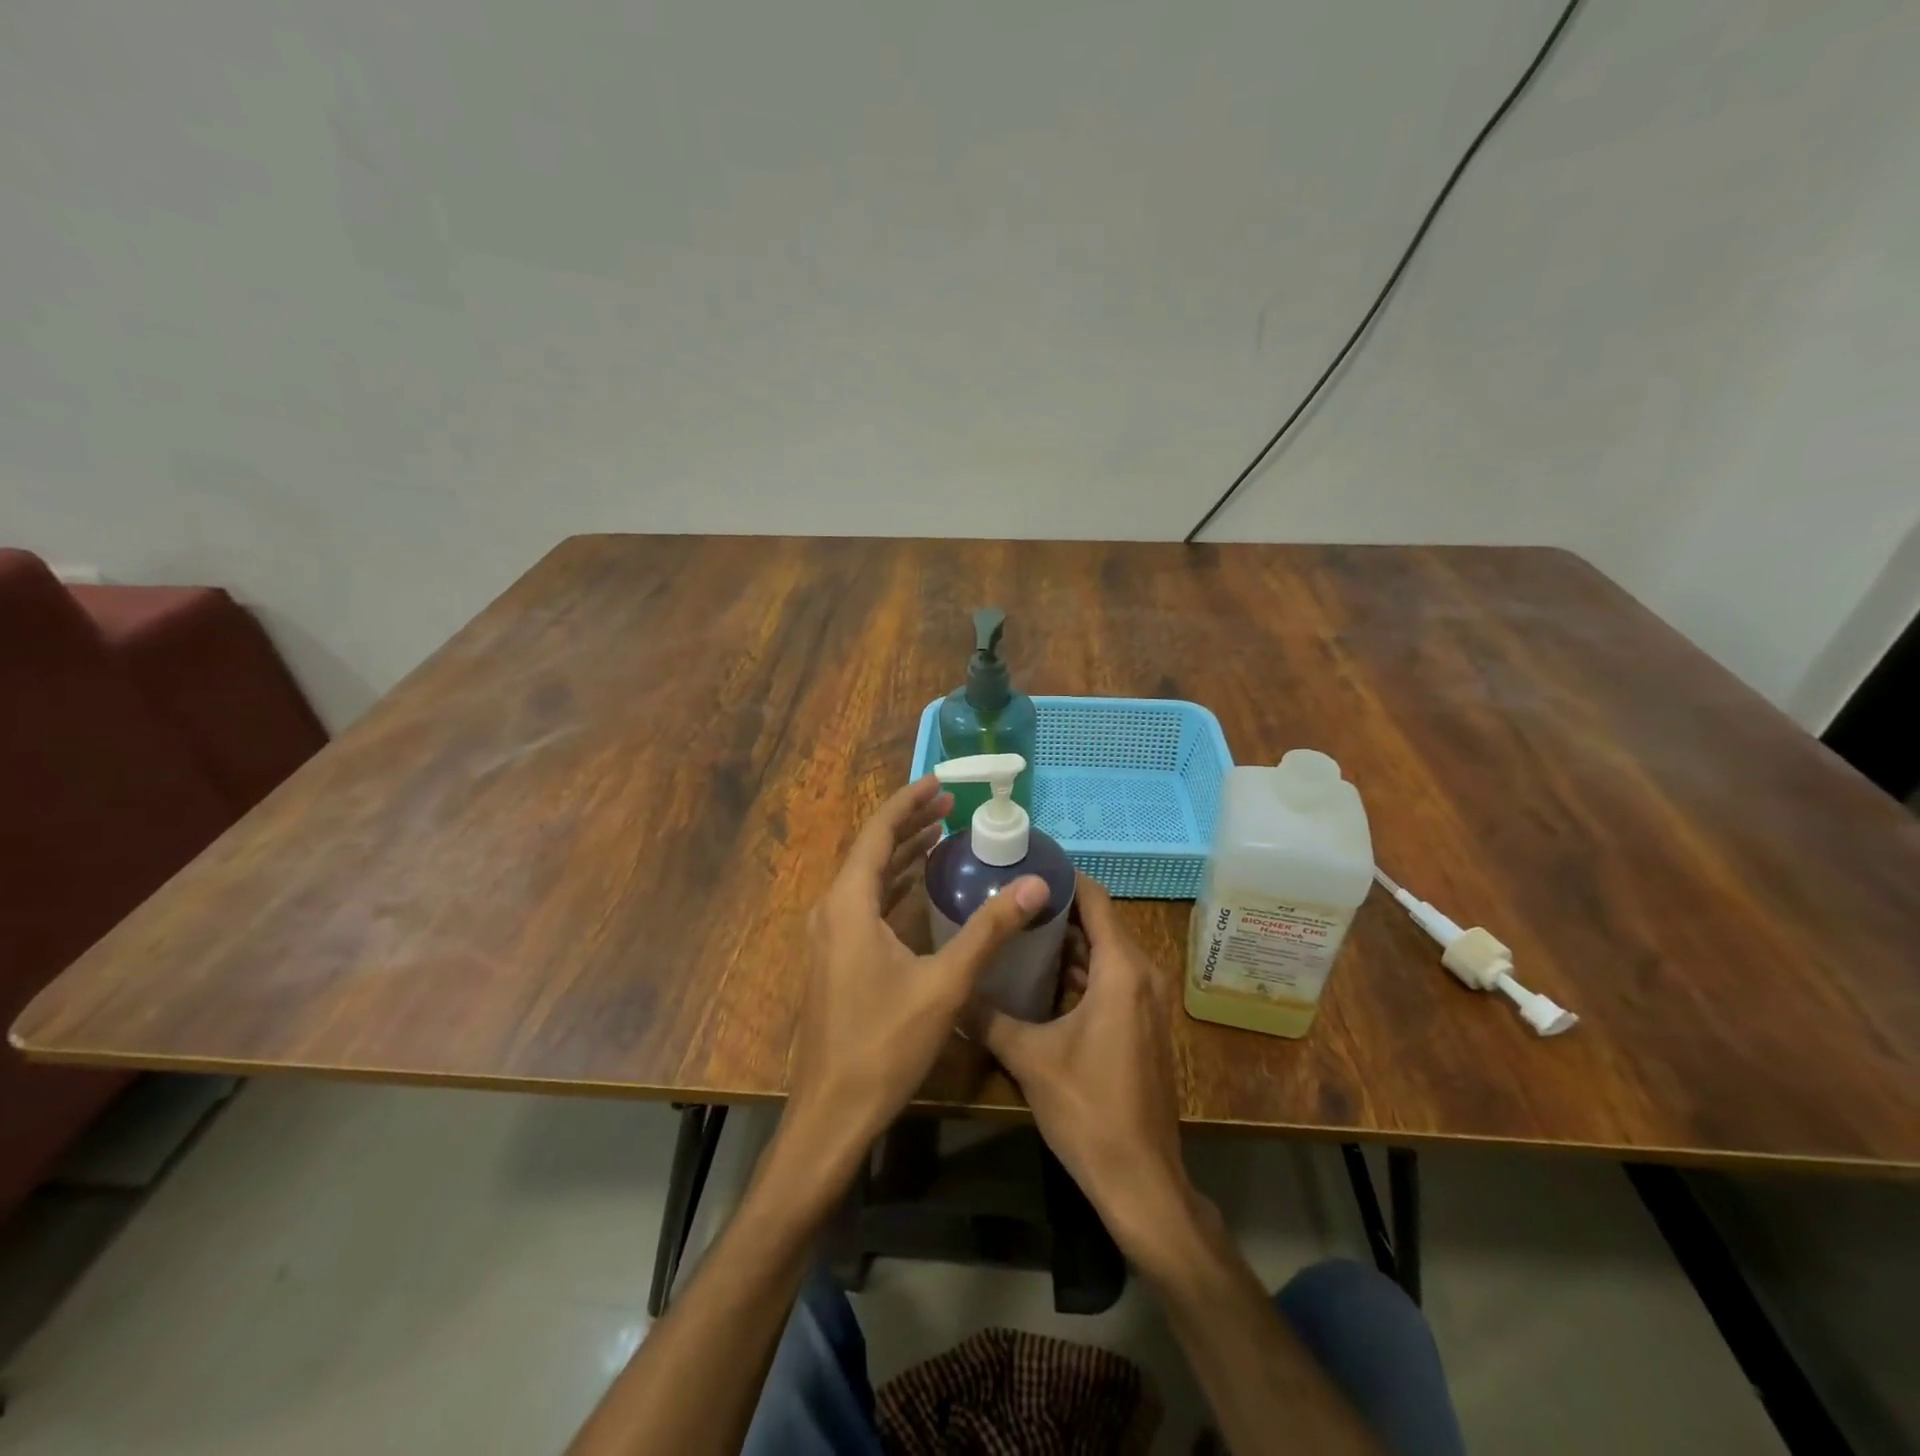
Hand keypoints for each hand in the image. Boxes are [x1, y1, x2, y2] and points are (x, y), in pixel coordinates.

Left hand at [787, 775, 1048, 1163]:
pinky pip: (865, 904)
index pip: (878, 833)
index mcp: (849, 904)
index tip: (940, 782)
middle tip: (950, 805)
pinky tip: (921, 886)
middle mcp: (831, 910)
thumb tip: (1035, 885)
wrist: (832, 1113)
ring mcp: (829, 936)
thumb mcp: (945, 983)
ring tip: (941, 833)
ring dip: (903, 853)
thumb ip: (989, 930)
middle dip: (910, 823)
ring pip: (867, 878)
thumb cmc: (884, 1044)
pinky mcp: (835, 958)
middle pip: (871, 850)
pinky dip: (894, 885)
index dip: (909, 803)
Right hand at [981, 873, 1198, 1262]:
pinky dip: (1080, 969)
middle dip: (1056, 907)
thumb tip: (951, 990)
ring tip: (1017, 928)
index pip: (1095, 899)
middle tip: (1009, 896)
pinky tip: (1039, 975)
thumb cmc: (1088, 1109)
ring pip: (1104, 952)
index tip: (1024, 865)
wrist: (1141, 1179)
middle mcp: (1141, 975)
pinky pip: (1111, 977)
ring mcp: (1147, 1001)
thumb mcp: (1029, 1059)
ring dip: (1067, 940)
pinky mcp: (1143, 1023)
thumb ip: (988, 1018)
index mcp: (1120, 970)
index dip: (1062, 877)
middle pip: (1099, 922)